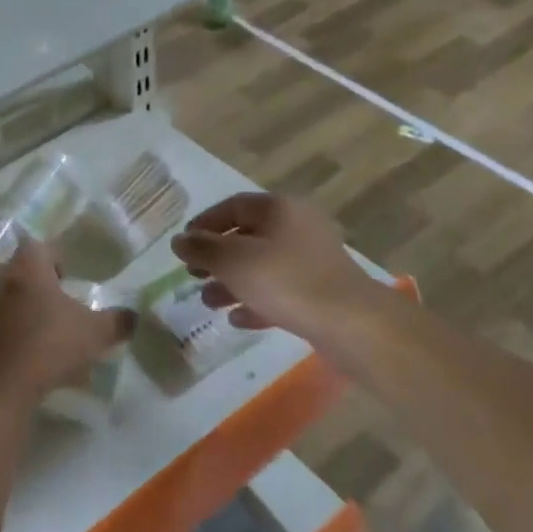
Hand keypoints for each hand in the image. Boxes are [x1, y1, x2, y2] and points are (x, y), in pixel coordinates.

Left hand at [0, 237, 132, 409]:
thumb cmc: (49, 345)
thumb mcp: (94, 334)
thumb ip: (117, 322)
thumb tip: (134, 316)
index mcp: (27, 266)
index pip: (39, 247)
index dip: (55, 259)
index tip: (68, 279)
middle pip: (19, 270)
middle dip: (37, 284)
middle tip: (57, 305)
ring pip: (4, 297)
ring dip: (21, 309)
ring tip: (42, 333)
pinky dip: (8, 332)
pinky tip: (24, 356)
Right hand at [170, 192, 393, 348]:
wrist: (353, 324)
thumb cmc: (286, 281)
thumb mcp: (233, 261)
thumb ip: (201, 248)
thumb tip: (179, 240)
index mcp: (278, 209)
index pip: (232, 206)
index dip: (204, 224)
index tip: (184, 245)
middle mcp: (297, 228)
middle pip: (246, 237)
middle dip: (216, 258)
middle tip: (193, 276)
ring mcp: (311, 261)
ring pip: (262, 266)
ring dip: (232, 282)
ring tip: (209, 302)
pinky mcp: (320, 292)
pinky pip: (280, 291)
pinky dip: (256, 301)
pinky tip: (237, 319)